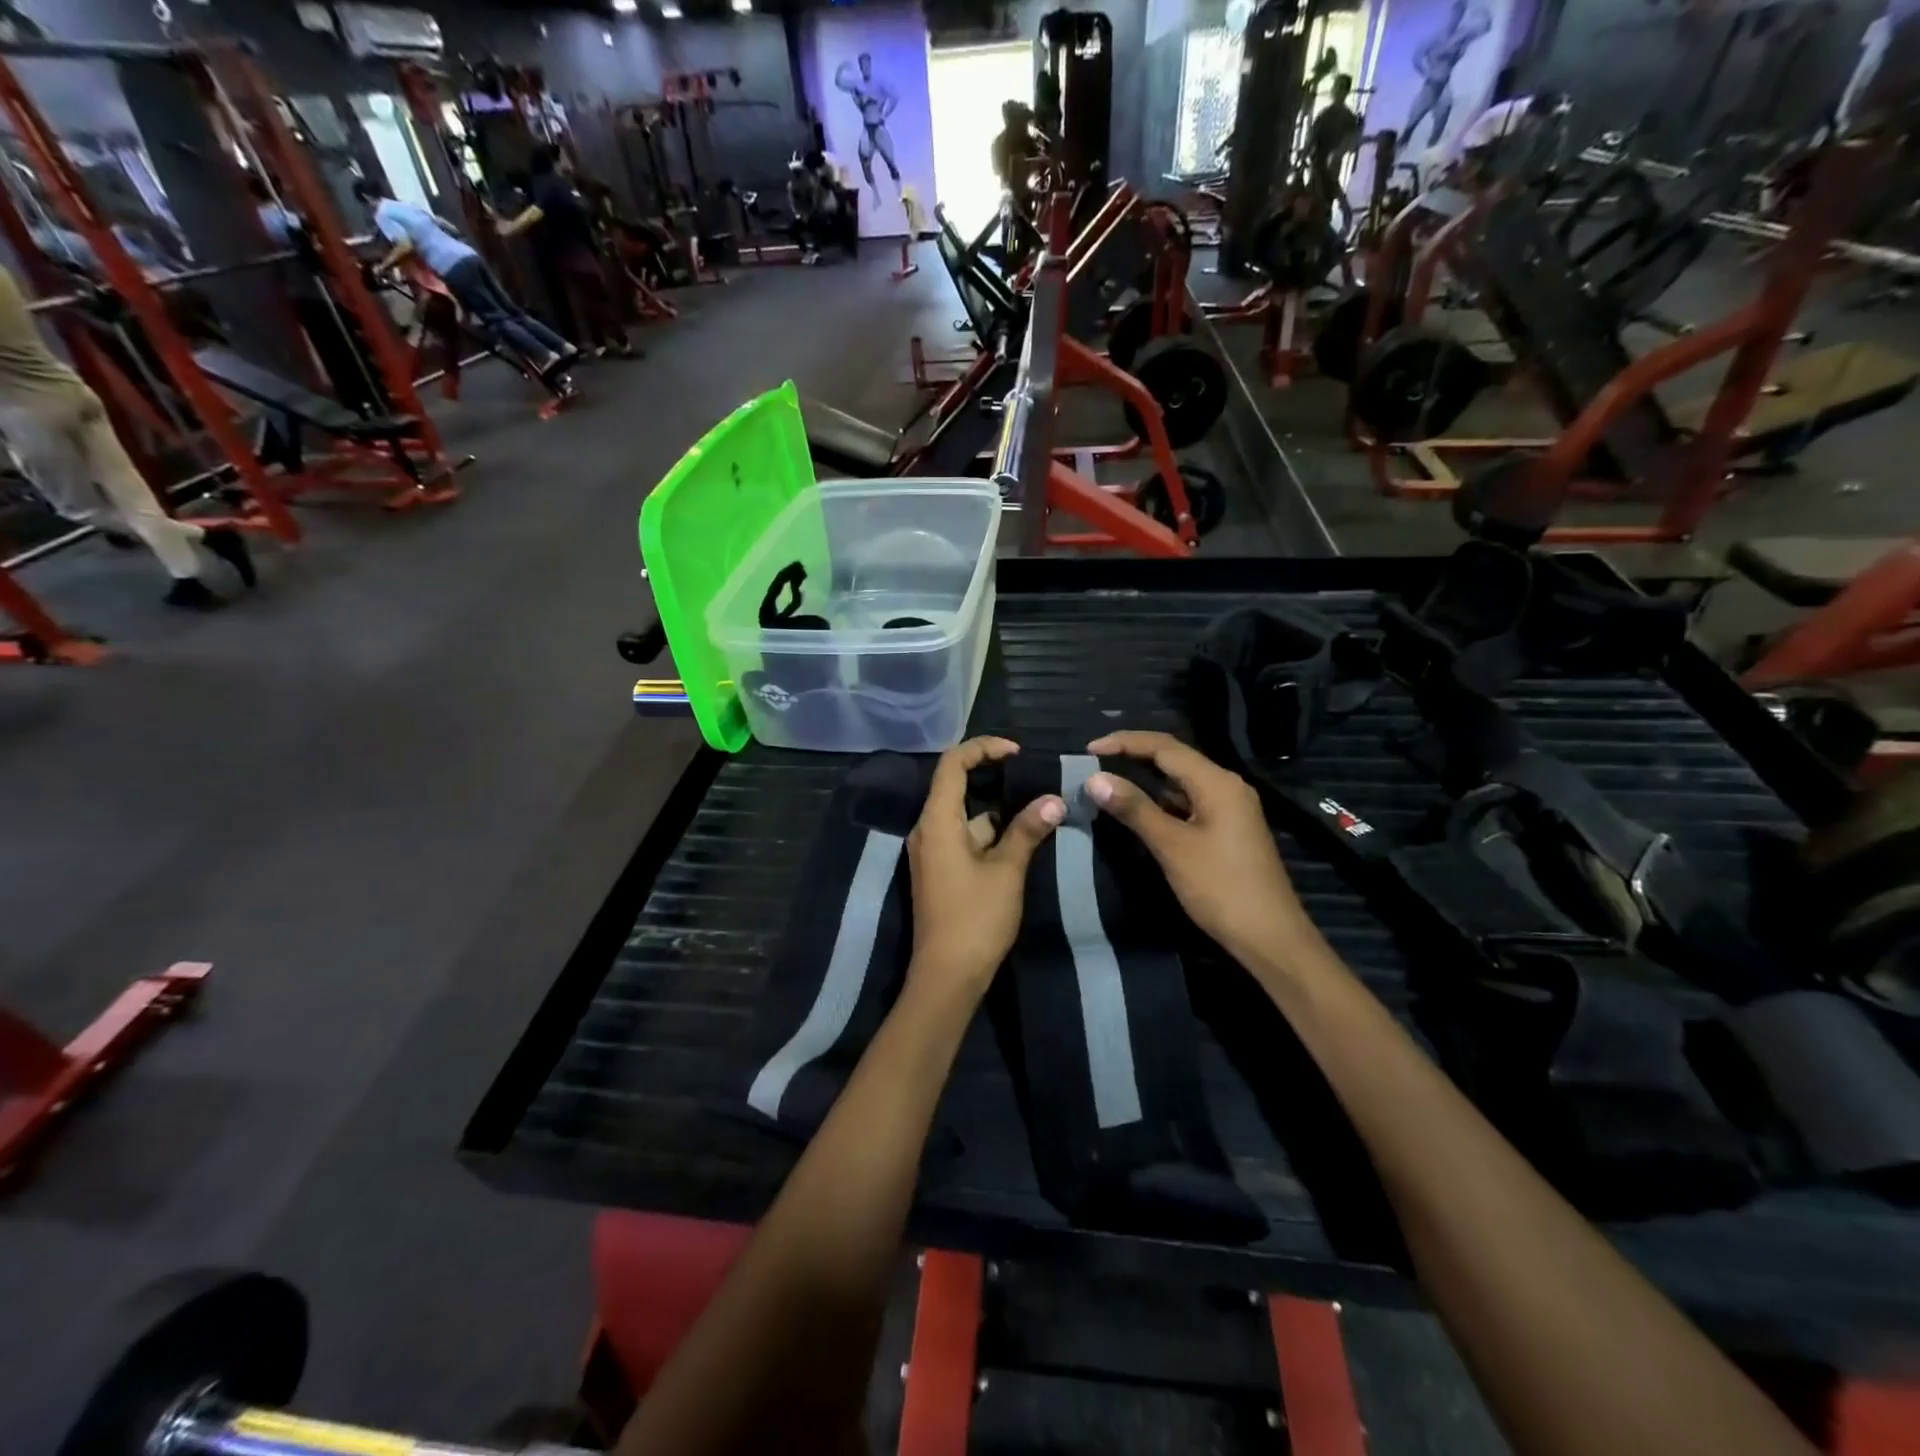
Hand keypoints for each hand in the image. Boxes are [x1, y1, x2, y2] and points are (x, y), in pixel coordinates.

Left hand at [905, 737, 1062, 999]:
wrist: (947, 977)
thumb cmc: (975, 919)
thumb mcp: (1007, 871)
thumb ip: (1027, 830)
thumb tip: (1054, 799)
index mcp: (937, 821)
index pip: (952, 763)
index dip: (983, 748)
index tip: (1017, 752)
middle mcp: (927, 830)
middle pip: (955, 785)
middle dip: (993, 776)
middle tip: (1032, 775)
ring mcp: (932, 851)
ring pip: (964, 814)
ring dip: (996, 807)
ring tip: (1037, 804)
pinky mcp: (940, 871)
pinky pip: (963, 836)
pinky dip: (989, 831)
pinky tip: (1021, 837)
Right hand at [1084, 731, 1311, 964]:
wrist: (1270, 937)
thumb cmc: (1220, 888)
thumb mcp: (1172, 846)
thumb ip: (1134, 808)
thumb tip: (1094, 778)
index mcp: (1217, 782)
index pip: (1164, 746)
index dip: (1124, 741)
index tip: (1088, 749)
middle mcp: (1226, 785)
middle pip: (1174, 758)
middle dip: (1132, 755)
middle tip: (1093, 762)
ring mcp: (1229, 807)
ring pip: (1180, 780)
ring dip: (1144, 778)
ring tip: (1107, 781)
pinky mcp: (1226, 828)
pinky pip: (1187, 801)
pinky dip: (1159, 800)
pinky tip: (1137, 809)